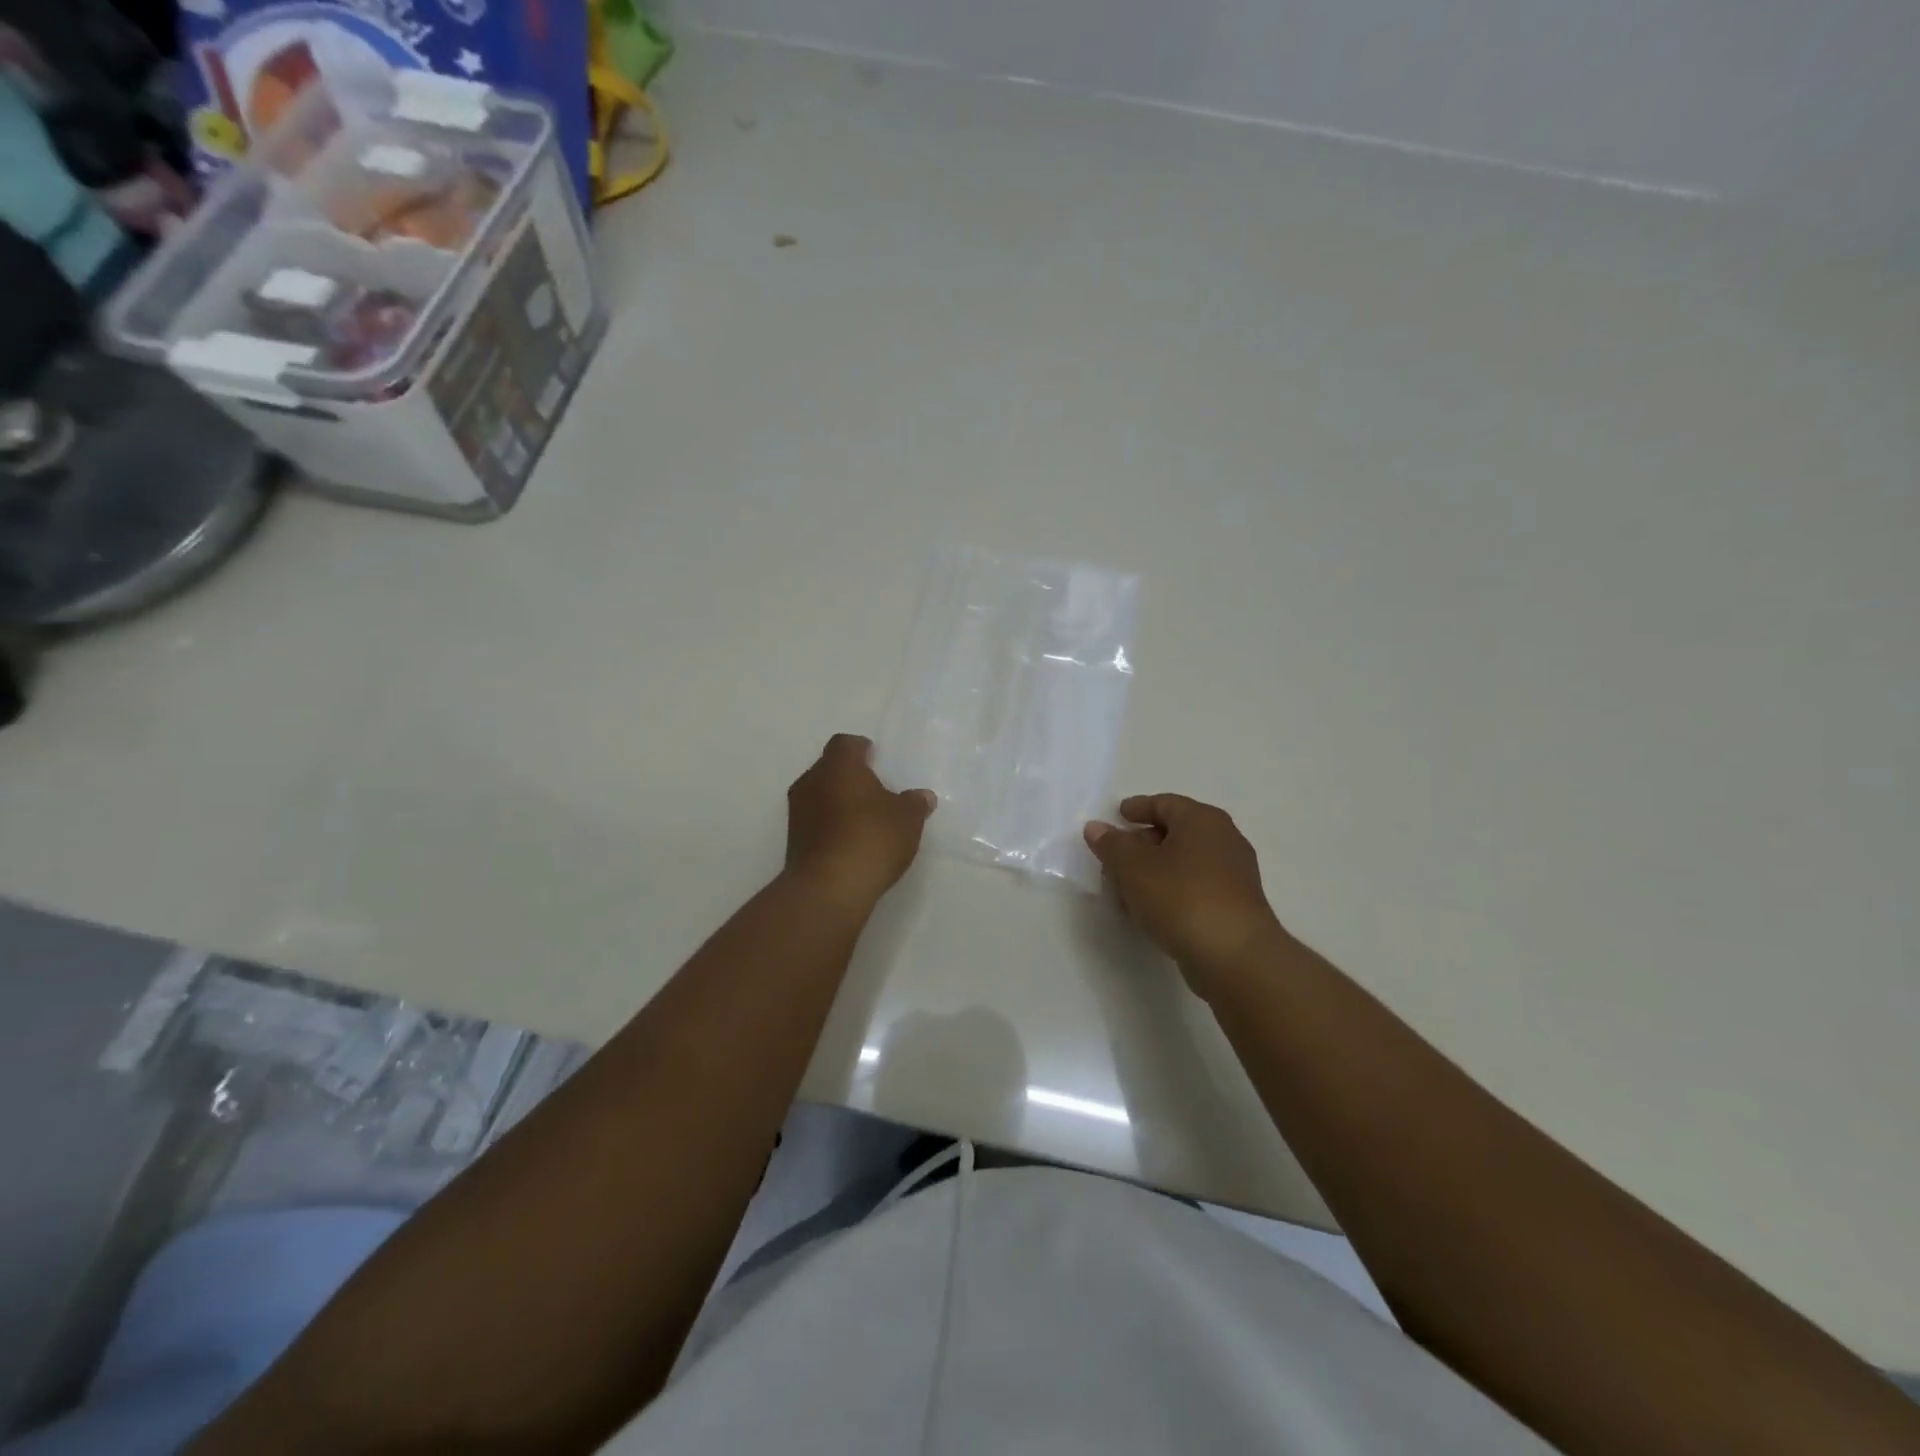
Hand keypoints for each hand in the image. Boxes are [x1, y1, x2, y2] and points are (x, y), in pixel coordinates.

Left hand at [785, 734, 934, 908]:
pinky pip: (816, 822)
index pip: (846, 744)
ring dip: (839, 803)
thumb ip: (915, 803)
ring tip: (866, 821)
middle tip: (876, 792)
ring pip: (820, 795)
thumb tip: (922, 796)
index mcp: (838, 766)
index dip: (862, 750)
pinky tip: (852, 843)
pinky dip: (831, 826)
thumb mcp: (907, 819)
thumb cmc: (871, 839)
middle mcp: (811, 781)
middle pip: (830, 768)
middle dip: (851, 777)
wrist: (828, 888)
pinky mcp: (793, 841)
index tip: (878, 762)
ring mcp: (797, 812)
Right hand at [1084, 794, 1287, 999]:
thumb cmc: (1182, 898)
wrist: (1235, 957)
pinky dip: (1170, 892)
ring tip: (1125, 889)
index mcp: (1202, 820)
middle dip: (1142, 843)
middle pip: (1175, 832)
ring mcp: (1233, 876)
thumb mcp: (1134, 868)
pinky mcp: (1234, 907)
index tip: (1117, 816)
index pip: (1165, 803)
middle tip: (1115, 858)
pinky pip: (1194, 889)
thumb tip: (1096, 828)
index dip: (1138, 807)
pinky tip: (1149, 912)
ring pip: (1184, 864)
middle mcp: (1224, 840)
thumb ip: (1112, 845)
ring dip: (1154, 872)